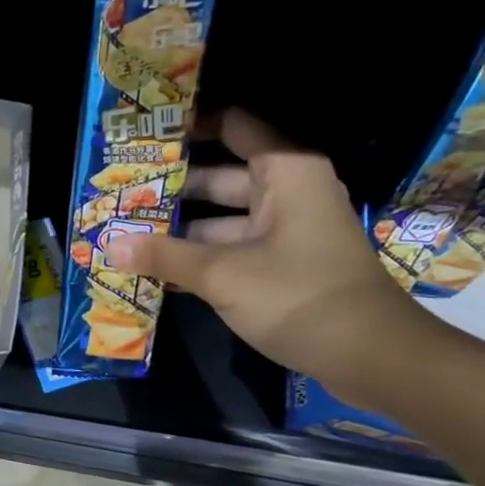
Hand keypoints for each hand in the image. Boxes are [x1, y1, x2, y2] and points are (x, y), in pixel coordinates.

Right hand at [104, 108, 429, 395]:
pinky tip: (155, 268)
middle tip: (120, 193)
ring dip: (178, 228)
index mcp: (285, 173)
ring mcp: (286, 229)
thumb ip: (163, 256)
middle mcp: (286, 192)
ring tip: (125, 232)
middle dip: (170, 187)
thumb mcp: (222, 275)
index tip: (144, 135)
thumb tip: (109, 245)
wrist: (375, 358)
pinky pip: (232, 246)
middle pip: (218, 176)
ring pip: (221, 216)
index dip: (189, 126)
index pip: (233, 126)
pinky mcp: (283, 263)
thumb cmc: (301, 296)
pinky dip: (199, 254)